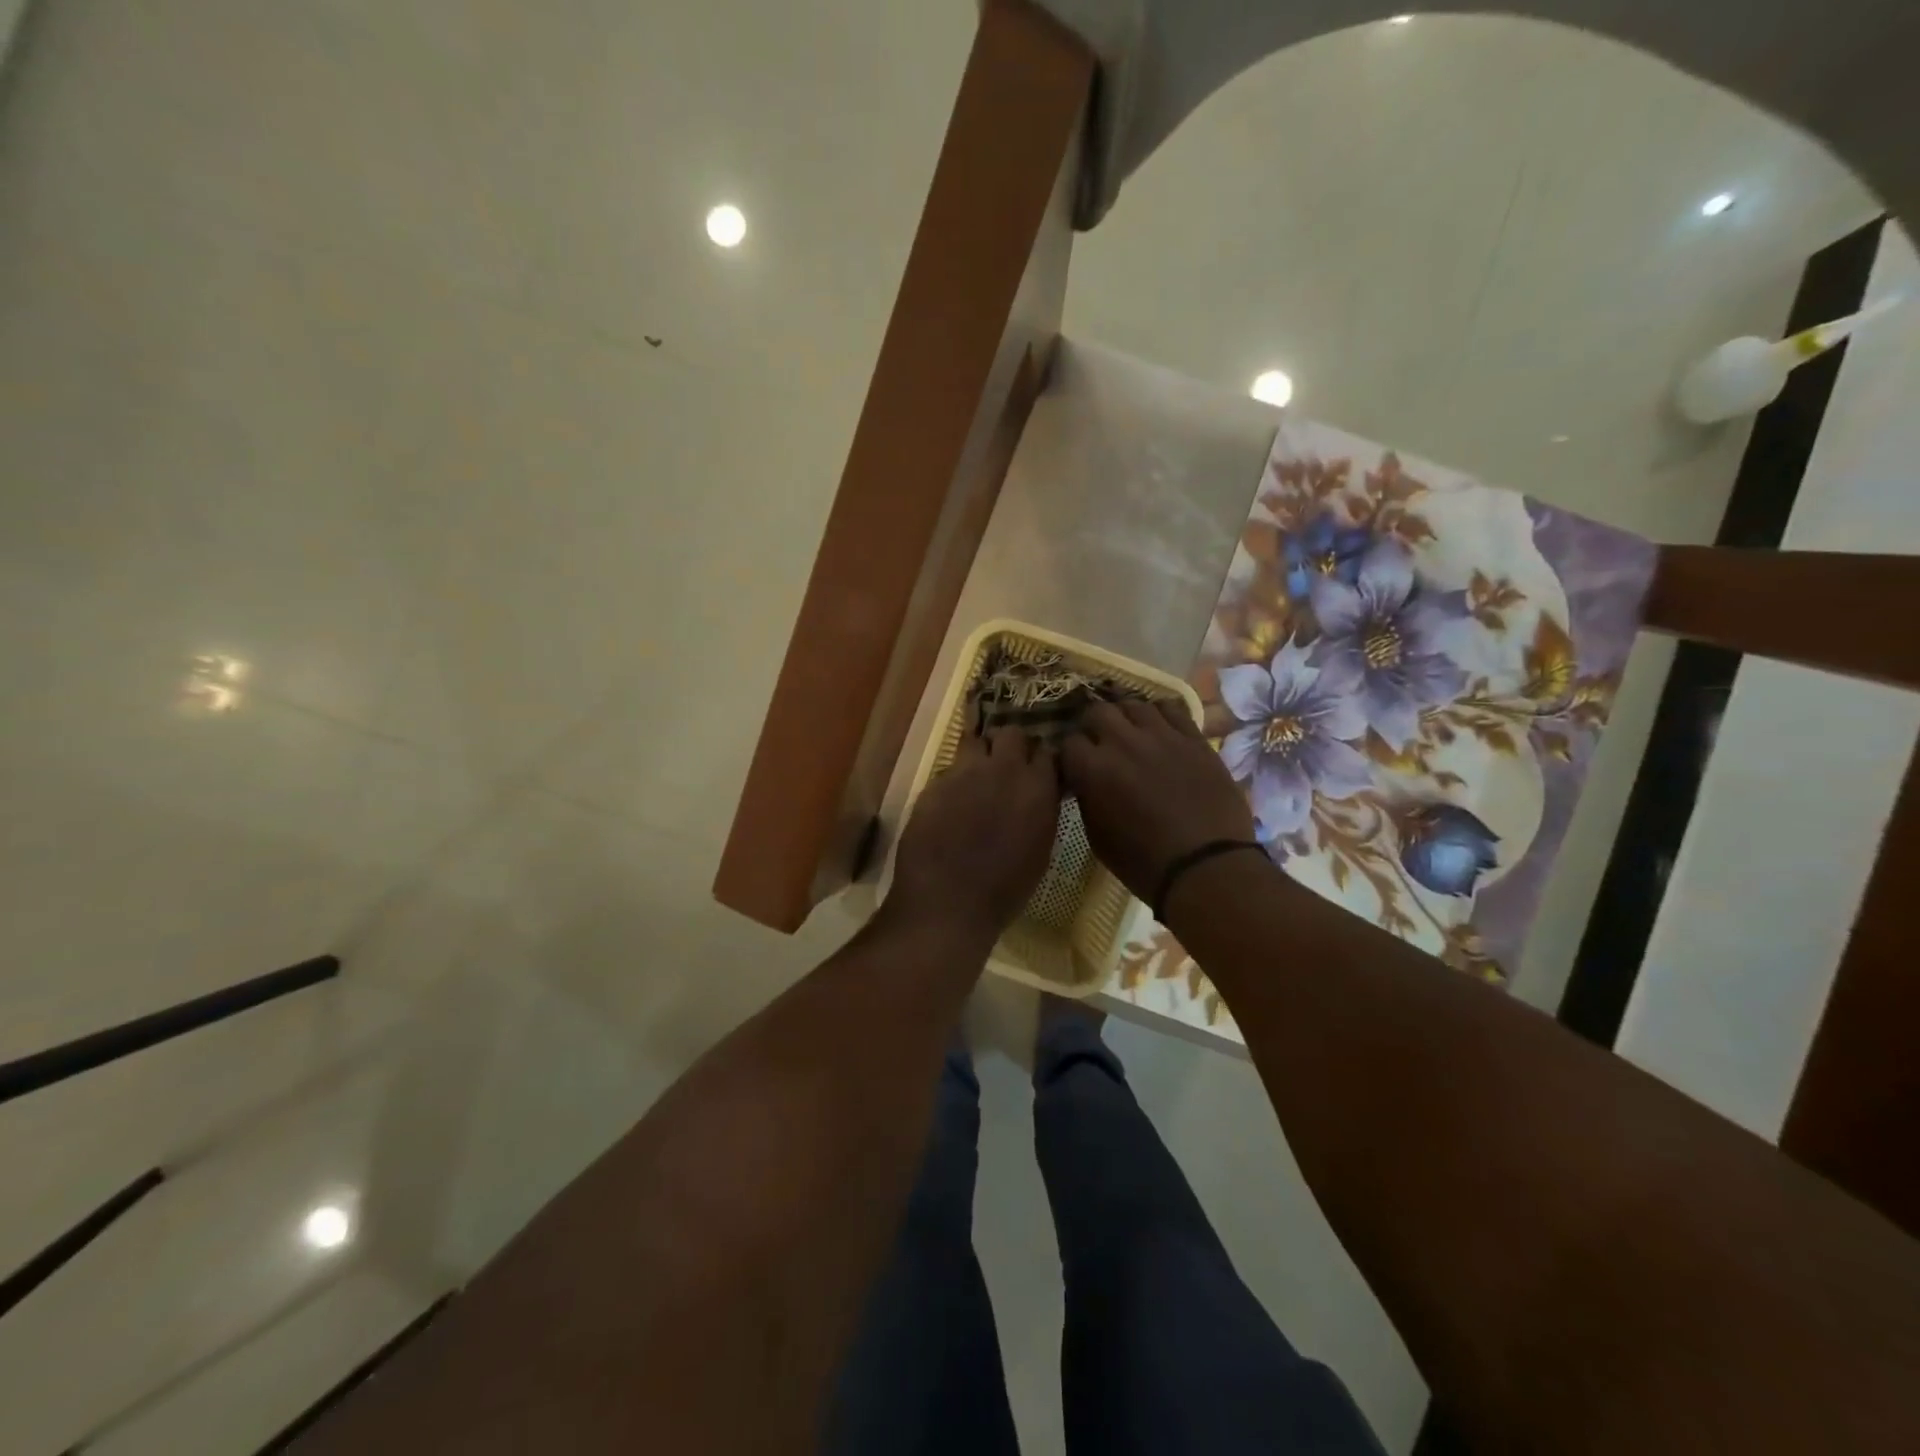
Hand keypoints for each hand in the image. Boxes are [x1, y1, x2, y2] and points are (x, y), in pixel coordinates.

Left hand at [889, 727, 1062, 940]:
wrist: (948, 902)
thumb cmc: (1004, 889)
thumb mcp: (1039, 849)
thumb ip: (1041, 810)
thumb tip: (1038, 794)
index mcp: (1037, 788)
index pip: (1046, 751)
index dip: (1039, 759)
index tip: (1036, 769)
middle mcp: (1004, 770)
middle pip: (1011, 734)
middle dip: (1010, 745)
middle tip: (1005, 766)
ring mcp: (965, 772)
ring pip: (975, 741)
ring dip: (979, 753)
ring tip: (975, 776)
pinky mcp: (935, 782)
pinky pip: (949, 768)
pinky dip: (954, 779)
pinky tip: (950, 801)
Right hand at [1060, 699, 1255, 902]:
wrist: (1206, 867)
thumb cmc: (1144, 863)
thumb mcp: (1097, 836)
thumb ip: (1087, 798)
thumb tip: (1085, 780)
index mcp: (1093, 769)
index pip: (1068, 742)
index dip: (1070, 754)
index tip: (1075, 765)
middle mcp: (1122, 742)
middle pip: (1097, 711)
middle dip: (1093, 726)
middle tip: (1100, 743)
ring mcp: (1161, 735)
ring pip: (1133, 704)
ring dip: (1125, 718)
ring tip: (1130, 733)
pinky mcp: (1193, 737)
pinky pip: (1171, 708)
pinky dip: (1159, 715)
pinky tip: (1159, 730)